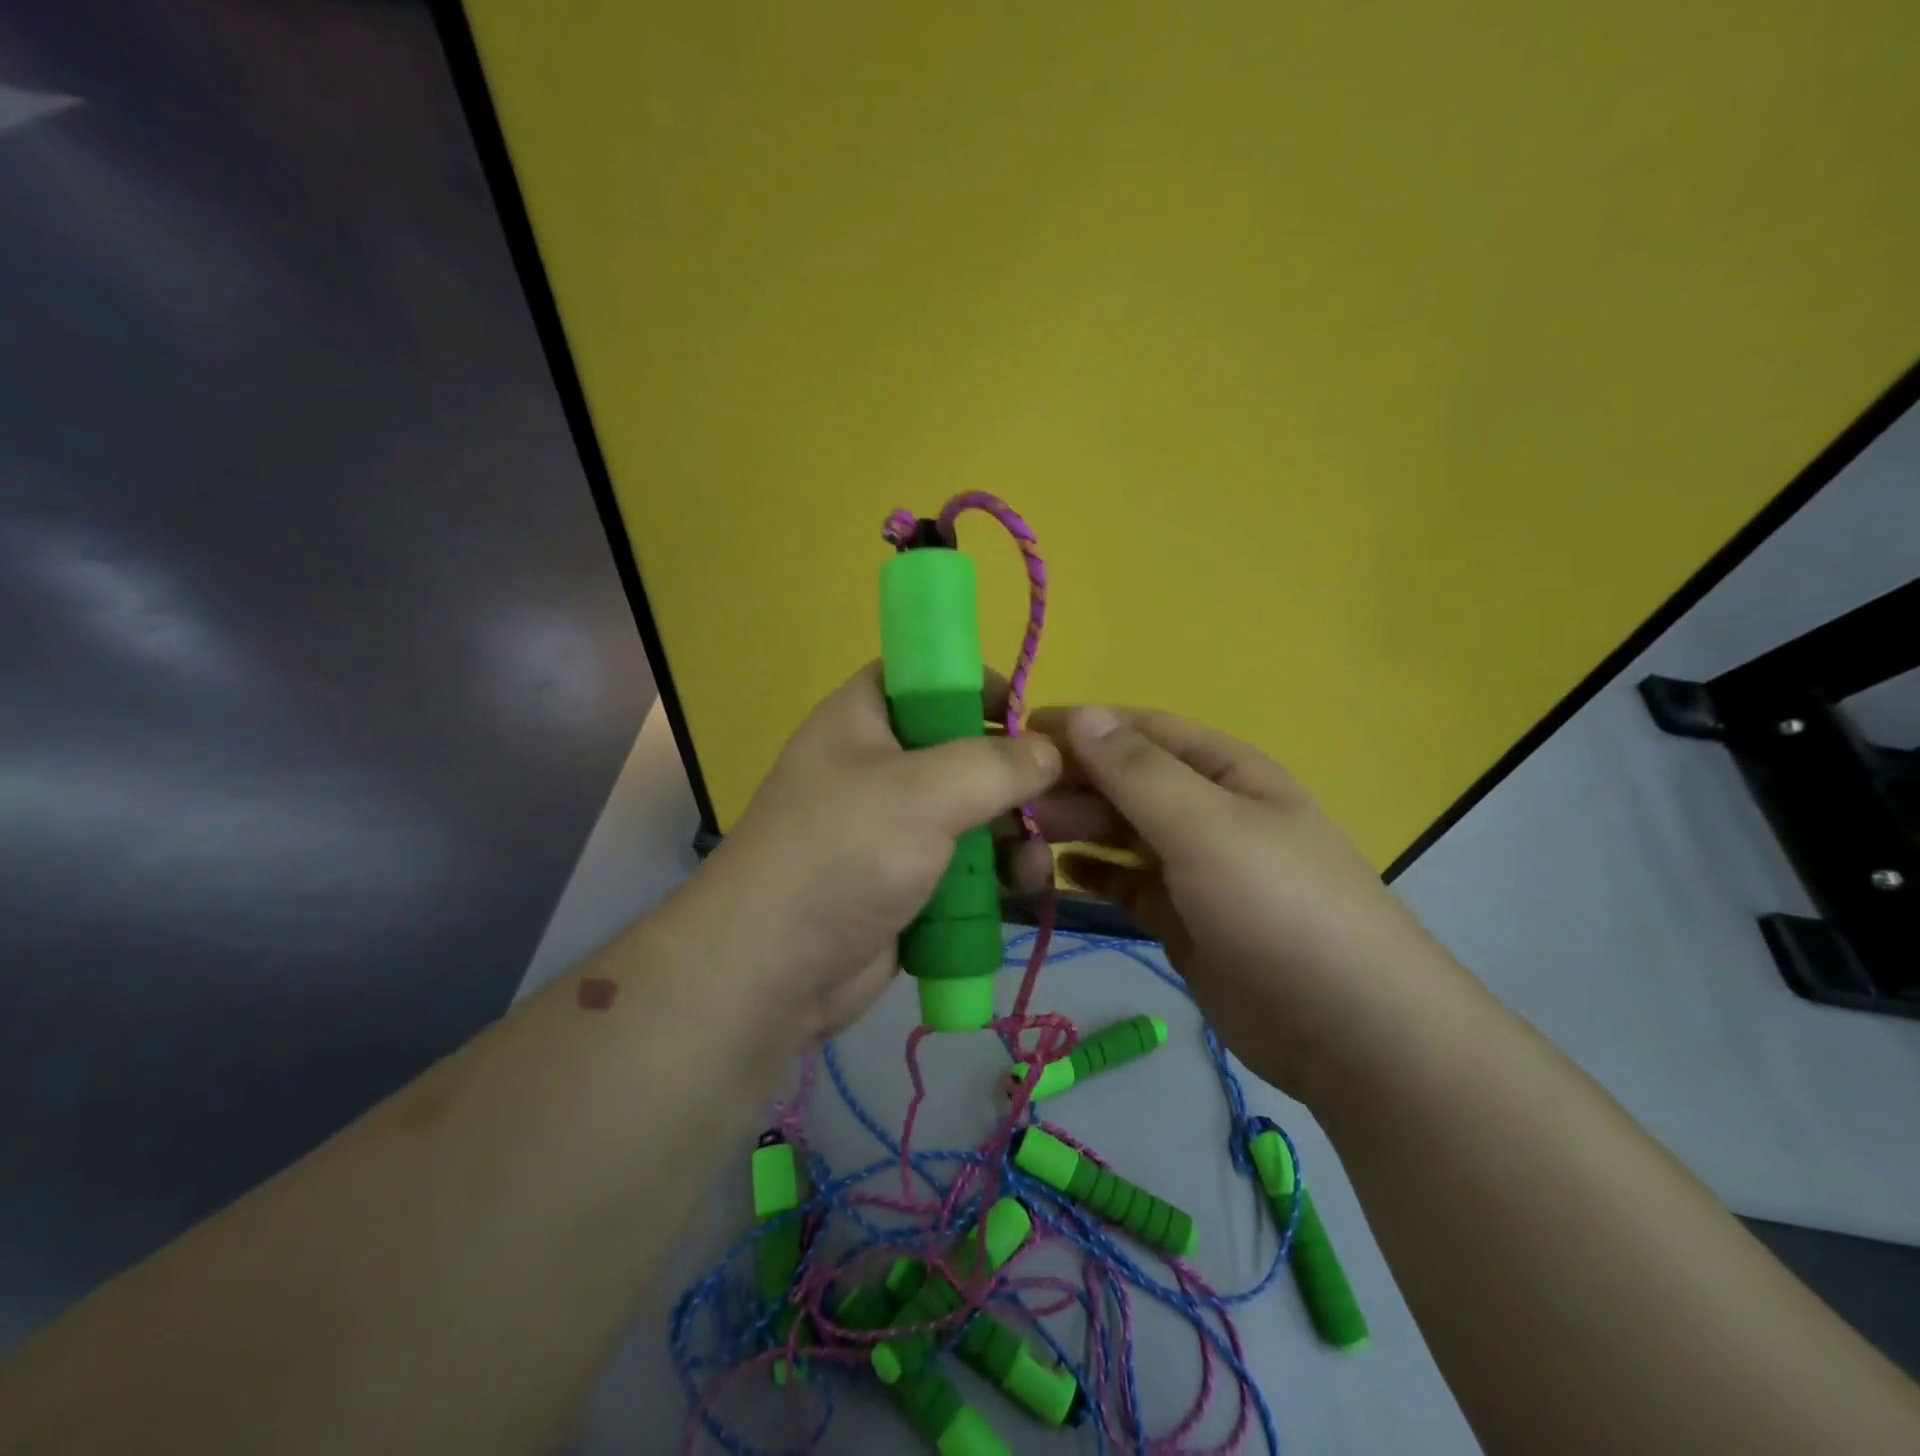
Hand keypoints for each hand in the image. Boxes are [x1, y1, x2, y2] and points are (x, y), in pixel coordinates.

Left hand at [683, 664, 1060, 1042]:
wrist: (774, 969)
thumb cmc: (844, 852)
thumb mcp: (924, 791)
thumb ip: (996, 763)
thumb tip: (1050, 752)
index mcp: (864, 718)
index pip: (924, 677)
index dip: (975, 685)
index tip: (1027, 717)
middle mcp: (878, 766)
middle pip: (960, 750)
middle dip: (1013, 773)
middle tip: (1060, 796)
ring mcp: (892, 828)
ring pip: (971, 813)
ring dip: (1012, 830)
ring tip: (1037, 856)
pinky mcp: (907, 882)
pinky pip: (963, 864)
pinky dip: (994, 871)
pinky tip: (1024, 885)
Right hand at [1025, 706, 1459, 1099]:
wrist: (1346, 1029)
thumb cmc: (1277, 906)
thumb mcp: (1206, 826)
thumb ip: (1138, 771)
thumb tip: (1081, 715)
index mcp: (1223, 772)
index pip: (1141, 730)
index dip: (1082, 726)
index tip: (1018, 734)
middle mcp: (1207, 811)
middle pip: (1125, 781)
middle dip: (1073, 785)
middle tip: (1016, 807)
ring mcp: (1194, 867)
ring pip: (1121, 832)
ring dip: (1076, 829)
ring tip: (1028, 841)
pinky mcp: (1181, 917)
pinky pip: (1126, 882)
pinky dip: (1094, 875)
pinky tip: (1063, 877)